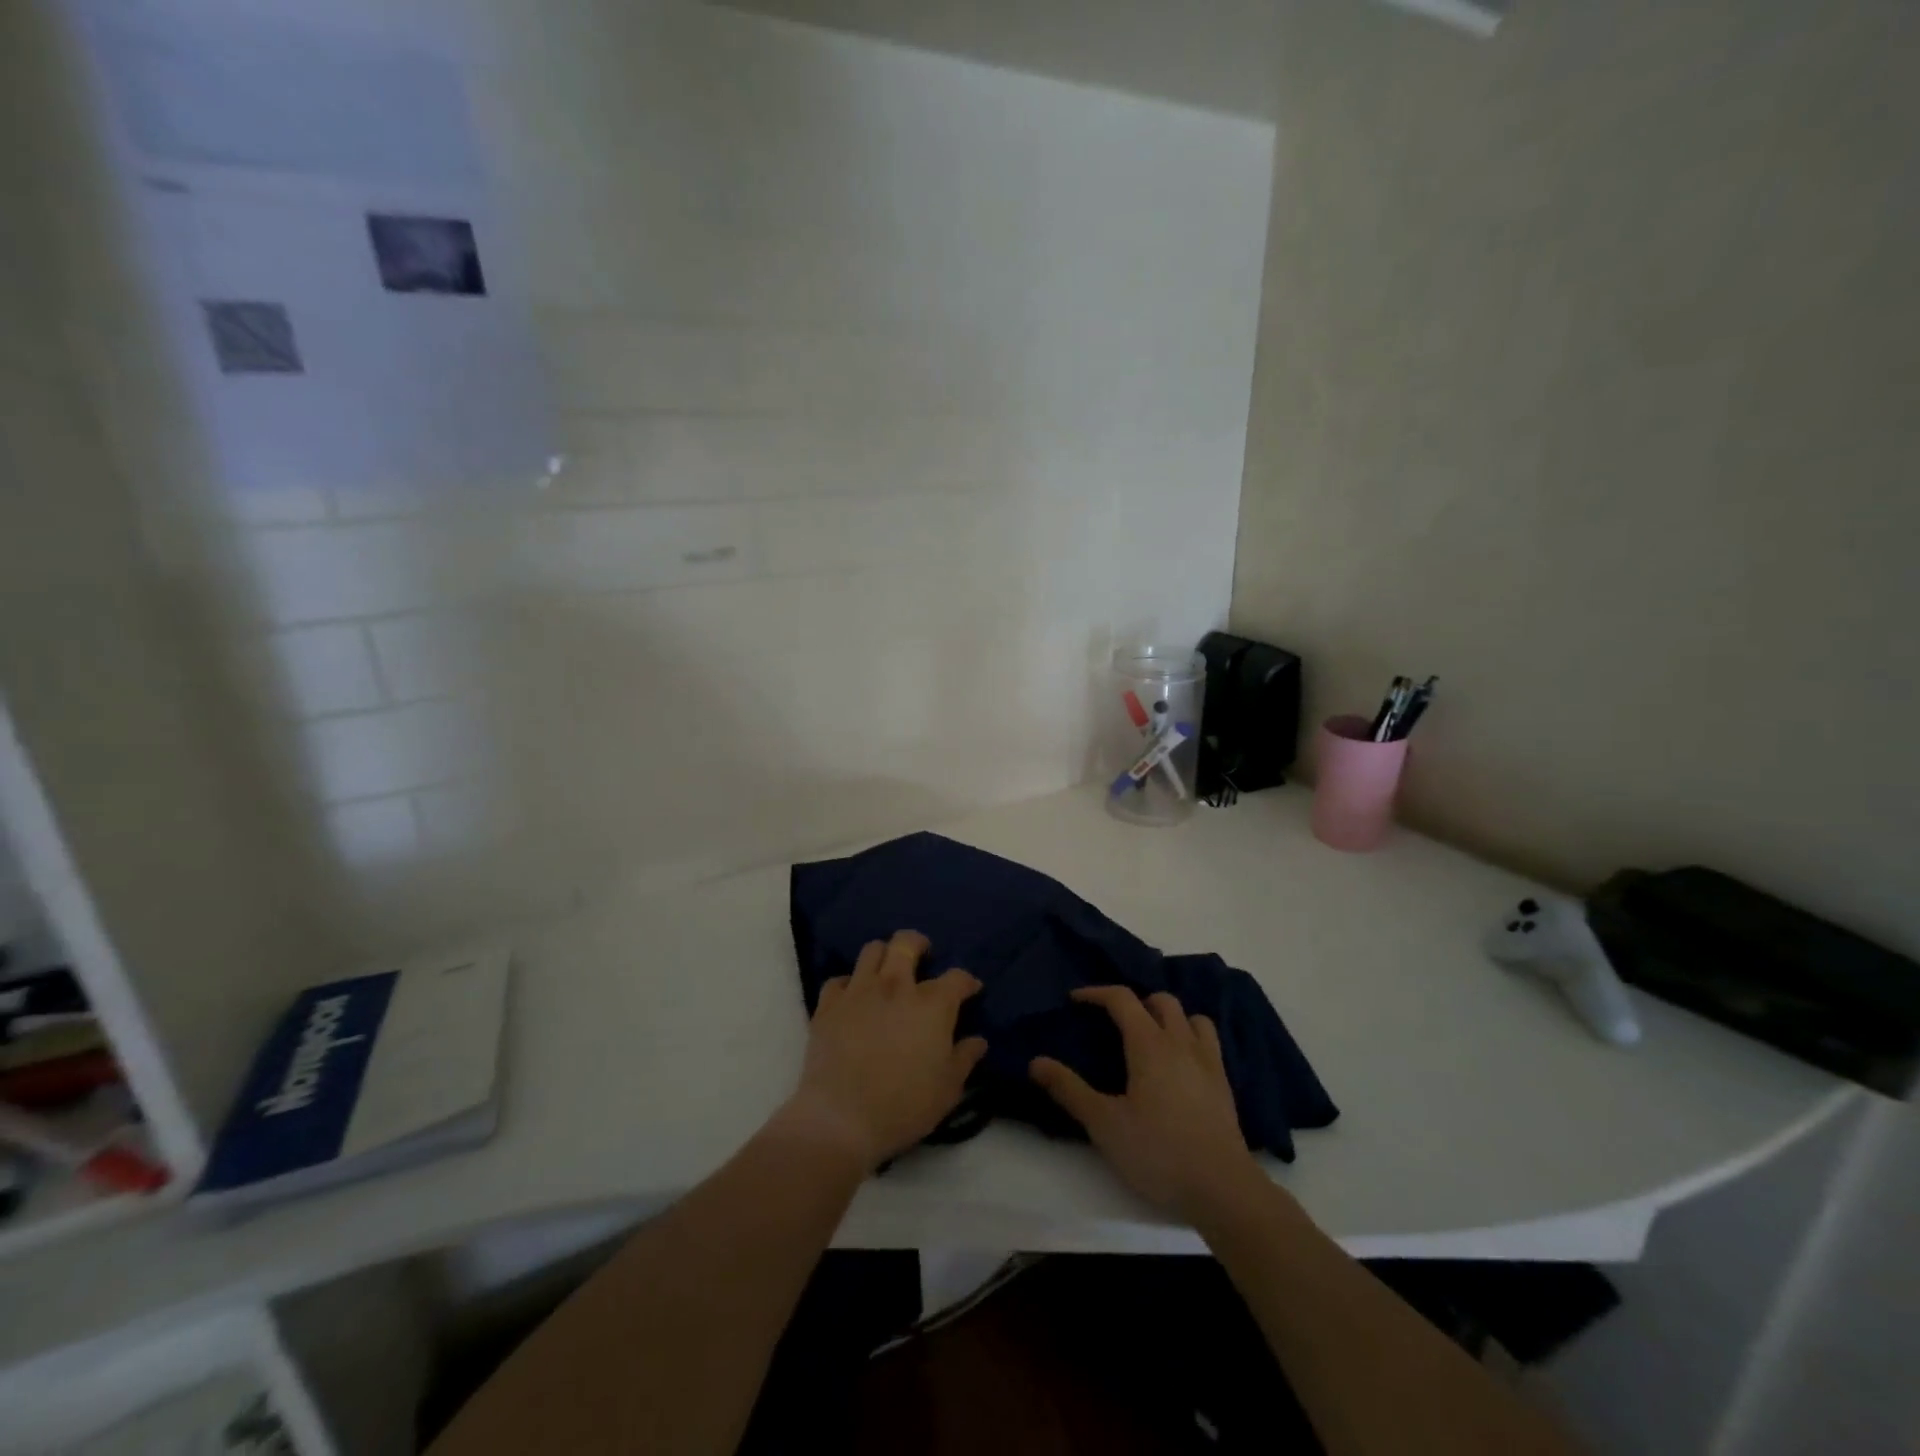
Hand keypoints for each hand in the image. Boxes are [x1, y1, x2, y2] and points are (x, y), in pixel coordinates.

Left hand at [779, 931, 987, 1170]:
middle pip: (906, 943)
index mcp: (931, 1004)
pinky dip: (848, 985)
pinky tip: (853, 999)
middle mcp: (896, 986)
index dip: (967, 981)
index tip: (970, 990)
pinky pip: (838, 980)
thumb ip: (964, 1058)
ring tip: (887, 971)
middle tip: (923, 955)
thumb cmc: (904, 1106)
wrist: (841, 1118)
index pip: (957, 978)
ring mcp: (859, 991)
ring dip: (883, 956)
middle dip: (918, 944)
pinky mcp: (829, 1005)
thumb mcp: (948, 1089)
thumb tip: (978, 1040)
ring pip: (872, 950)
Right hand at [1030, 986, 1265, 1223]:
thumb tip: (1035, 1062)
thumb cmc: (1158, 1152)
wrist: (1222, 1188)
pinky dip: (1191, 1037)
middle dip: (1135, 1002)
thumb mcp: (1104, 1124)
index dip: (1097, 993)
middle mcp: (1180, 1042)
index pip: (1122, 999)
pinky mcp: (1224, 1083)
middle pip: (1160, 1000)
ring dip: (1168, 1016)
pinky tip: (1180, 1063)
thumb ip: (1069, 1090)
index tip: (1076, 999)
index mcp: (1149, 1044)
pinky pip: (1209, 1041)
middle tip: (1113, 1021)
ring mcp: (1208, 1061)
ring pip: (1190, 1016)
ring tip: (1150, 1036)